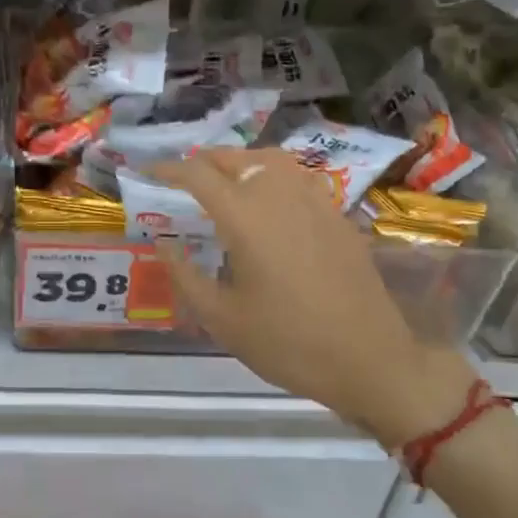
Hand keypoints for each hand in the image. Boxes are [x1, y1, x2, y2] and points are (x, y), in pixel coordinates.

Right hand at [150, 148, 477, 450]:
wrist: (369, 360)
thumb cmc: (287, 342)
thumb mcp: (221, 318)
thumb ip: (185, 275)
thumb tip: (164, 244)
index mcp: (245, 217)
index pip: (198, 175)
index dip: (168, 169)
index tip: (147, 172)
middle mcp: (280, 196)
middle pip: (236, 157)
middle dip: (203, 162)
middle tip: (183, 181)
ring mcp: (315, 203)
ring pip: (272, 160)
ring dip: (241, 162)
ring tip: (225, 184)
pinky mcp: (338, 217)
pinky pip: (299, 179)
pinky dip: (273, 177)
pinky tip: (268, 206)